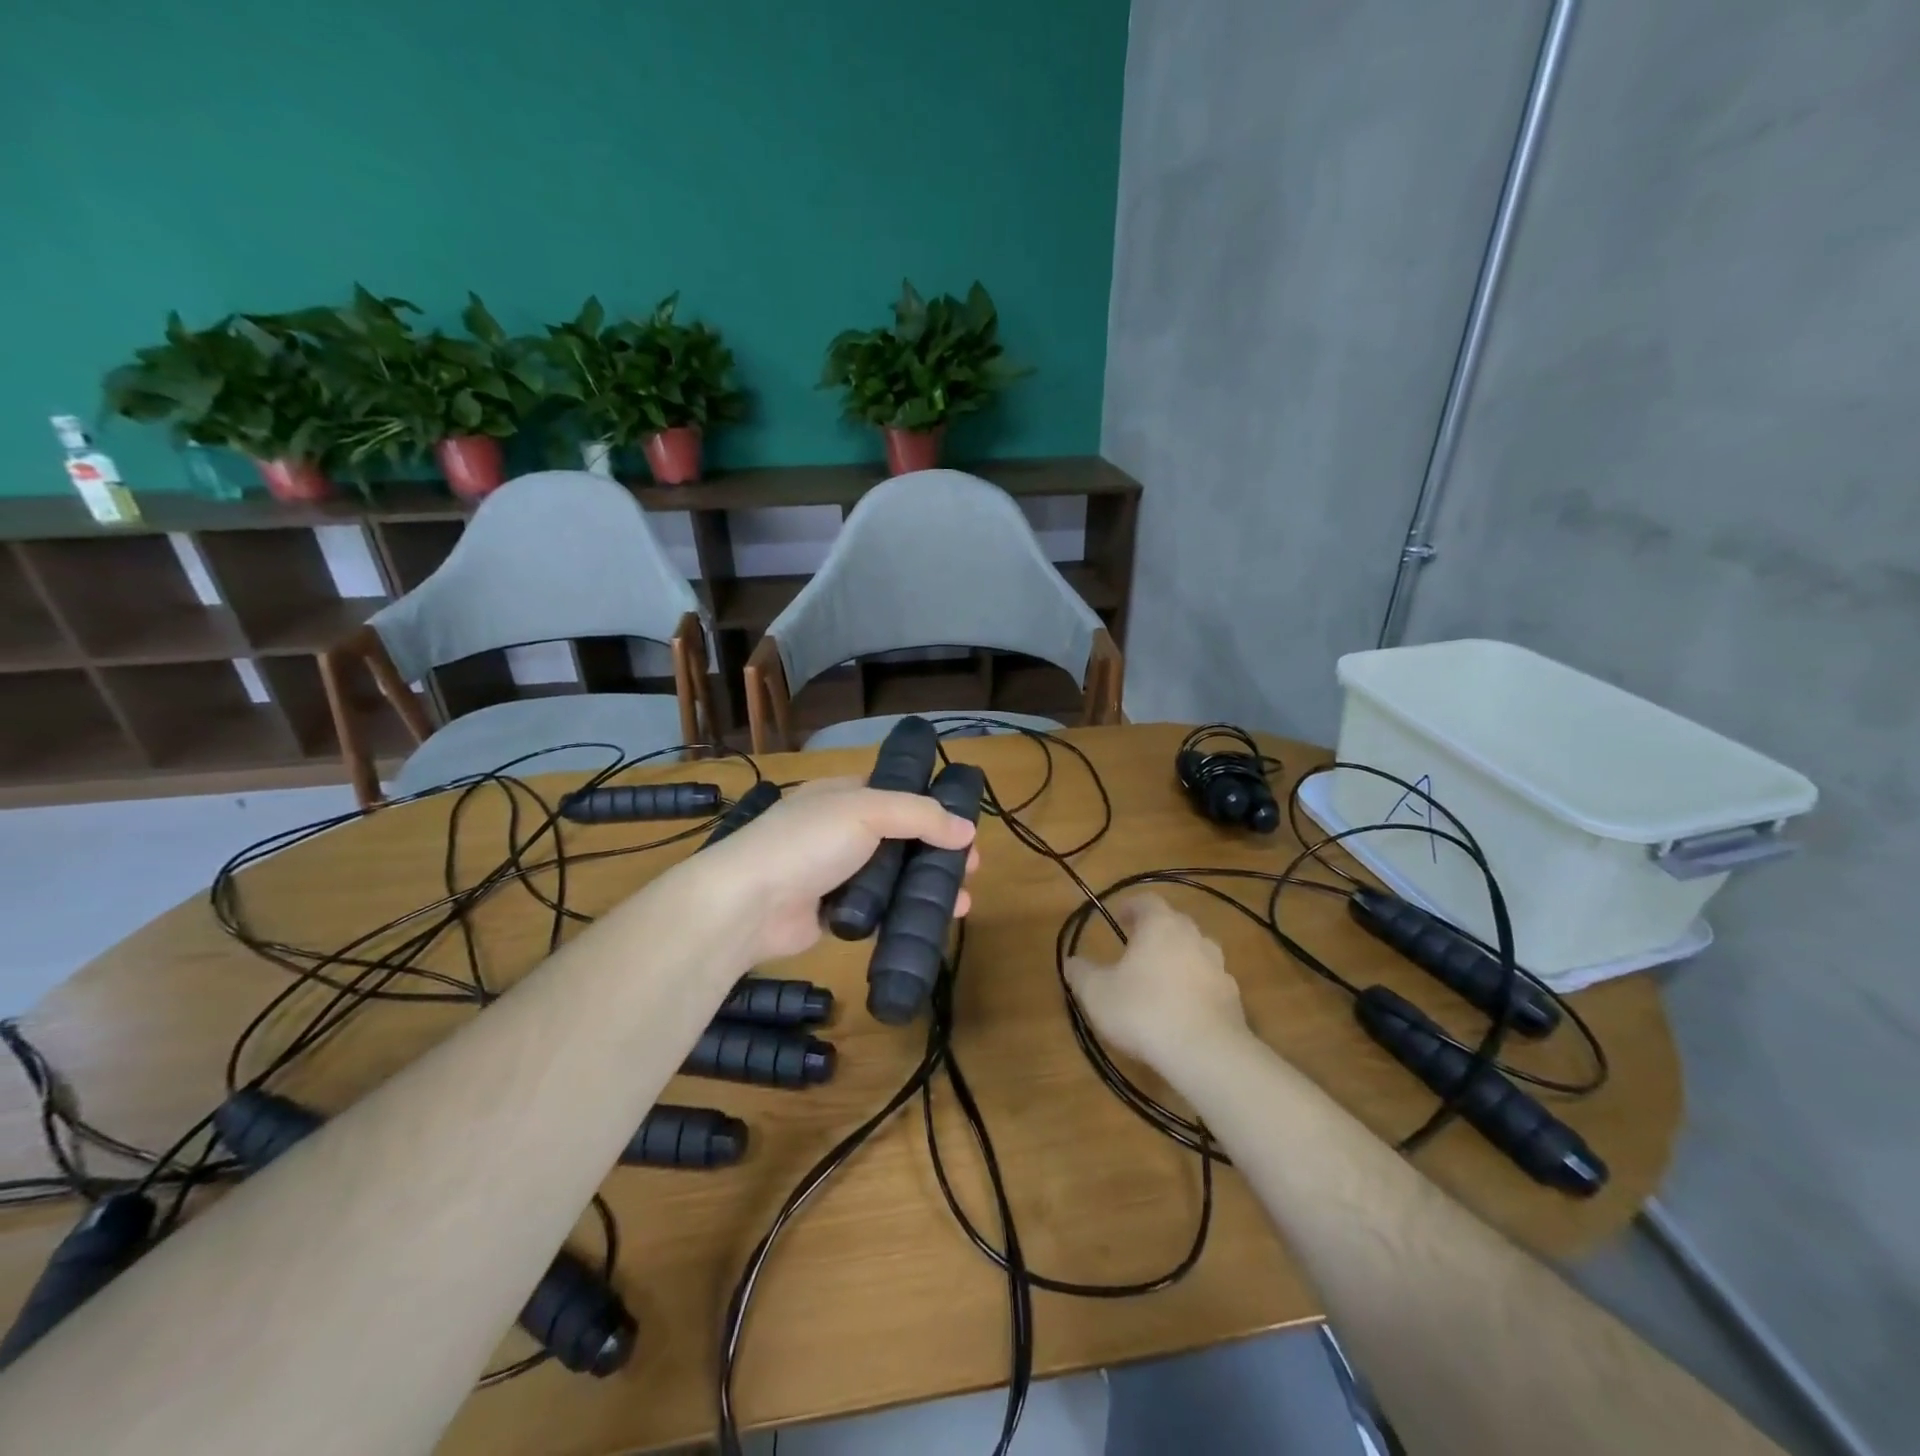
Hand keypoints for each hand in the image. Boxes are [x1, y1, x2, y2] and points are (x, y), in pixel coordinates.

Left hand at [694, 777, 979, 964]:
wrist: (748, 904)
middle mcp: (841, 830)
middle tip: (971, 869)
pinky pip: (879, 910)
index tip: (965, 827)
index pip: (896, 793)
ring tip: (962, 901)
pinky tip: (932, 922)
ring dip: (927, 886)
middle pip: (901, 837)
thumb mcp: (867, 811)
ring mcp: (837, 872)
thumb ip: (920, 816)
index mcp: (843, 796)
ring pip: (893, 876)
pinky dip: (904, 913)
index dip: (932, 807)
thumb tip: (968, 830)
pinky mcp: (835, 912)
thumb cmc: (808, 842)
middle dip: (937, 851)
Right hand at [1064, 893, 1247, 1070]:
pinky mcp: (1233, 997)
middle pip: (1174, 924)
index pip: (1146, 901)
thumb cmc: (1143, 1011)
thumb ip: (1080, 973)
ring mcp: (1218, 966)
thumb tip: (1071, 962)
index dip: (1131, 906)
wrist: (1205, 1053)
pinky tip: (1182, 1012)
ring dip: (1178, 961)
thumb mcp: (1096, 993)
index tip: (1118, 918)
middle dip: (1155, 933)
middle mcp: (1193, 936)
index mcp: (1160, 925)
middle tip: (1136, 950)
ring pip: (1195, 952)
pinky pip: (1209, 983)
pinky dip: (1195, 989)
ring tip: (1160, 982)